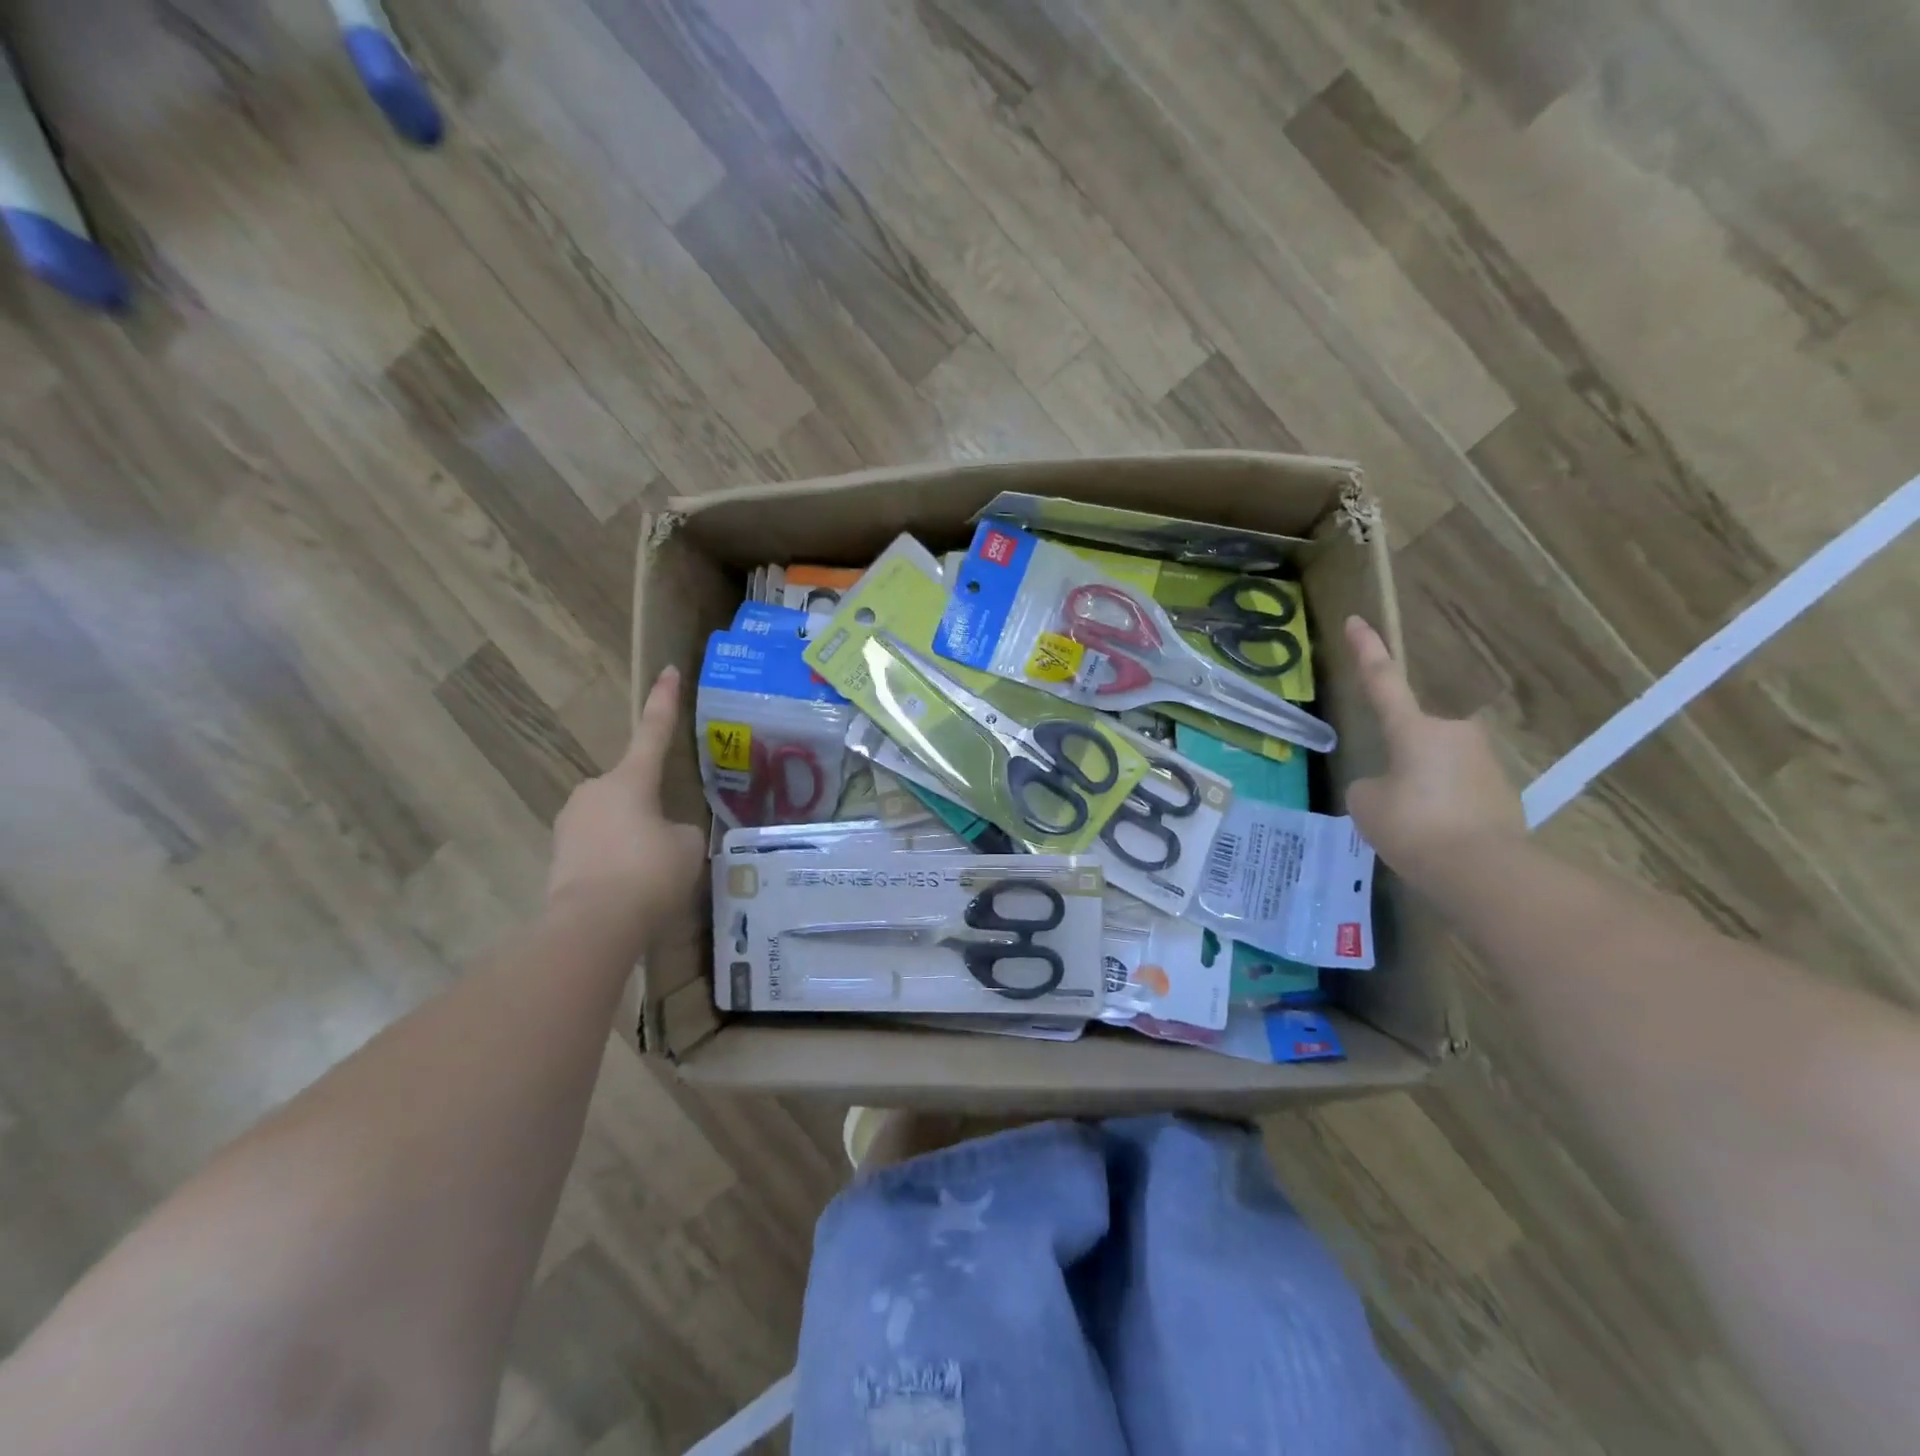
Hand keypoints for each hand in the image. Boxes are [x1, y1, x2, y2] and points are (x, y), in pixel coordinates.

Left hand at [546, 668, 705, 937]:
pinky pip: (598, 846)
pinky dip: (615, 859)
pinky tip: (629, 887)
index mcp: (630, 779)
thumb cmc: (649, 873)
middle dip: (650, 807)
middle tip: (668, 841)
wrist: (592, 924)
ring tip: (651, 873)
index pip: (654, 731)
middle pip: (632, 787)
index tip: (666, 671)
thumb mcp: (687, 846)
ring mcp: (571, 822)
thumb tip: (666, 834)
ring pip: (614, 819)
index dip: (664, 702)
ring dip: (632, 836)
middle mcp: (594, 791)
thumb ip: (681, 830)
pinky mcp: (559, 854)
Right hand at [1342, 617, 1524, 882]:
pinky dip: (1443, 809)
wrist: (1482, 870)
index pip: (1382, 681)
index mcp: (1413, 729)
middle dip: (1401, 763)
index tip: (1357, 620)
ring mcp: (1485, 762)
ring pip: (1436, 768)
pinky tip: (1438, 840)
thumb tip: (1389, 786)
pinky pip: (1457, 792)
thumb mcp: (1366, 803)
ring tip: (1414, 831)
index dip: (1366, 651)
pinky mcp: (1505, 791)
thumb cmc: (1413, 825)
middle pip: (1414, 739)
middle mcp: (1453, 733)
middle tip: (1391, 803)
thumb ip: (1370, 785)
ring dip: (1422, 790)